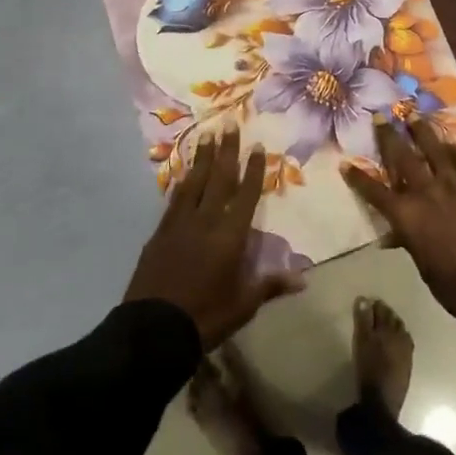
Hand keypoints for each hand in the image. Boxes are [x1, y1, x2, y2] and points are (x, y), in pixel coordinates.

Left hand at [125, 129, 302, 348]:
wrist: (152, 330)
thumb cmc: (205, 317)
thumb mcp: (243, 305)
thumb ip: (270, 285)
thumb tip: (303, 278)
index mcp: (230, 236)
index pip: (246, 195)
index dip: (253, 171)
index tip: (258, 146)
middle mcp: (205, 222)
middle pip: (218, 179)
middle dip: (225, 151)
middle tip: (229, 124)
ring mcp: (179, 225)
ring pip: (193, 183)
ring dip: (202, 159)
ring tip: (206, 135)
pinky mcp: (159, 234)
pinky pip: (174, 200)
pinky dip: (181, 183)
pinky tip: (184, 173)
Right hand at [342, 118, 455, 322]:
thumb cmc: (451, 284)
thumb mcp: (421, 262)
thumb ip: (407, 239)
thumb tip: (394, 234)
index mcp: (407, 215)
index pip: (376, 191)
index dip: (358, 178)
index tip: (345, 164)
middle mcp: (428, 192)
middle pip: (403, 159)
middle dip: (389, 137)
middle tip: (381, 116)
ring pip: (435, 151)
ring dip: (422, 131)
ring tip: (414, 115)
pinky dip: (454, 150)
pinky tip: (449, 143)